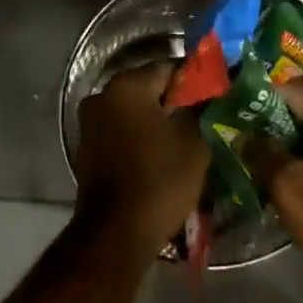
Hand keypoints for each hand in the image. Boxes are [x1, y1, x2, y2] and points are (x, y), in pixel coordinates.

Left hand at [76, 63, 208, 255]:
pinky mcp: (87, 148)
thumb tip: (207, 94)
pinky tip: (161, 156)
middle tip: (204, 120)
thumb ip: (200, 108)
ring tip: (185, 141)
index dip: (195, 82)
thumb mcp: (195, 141)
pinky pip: (121, 132)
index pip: (170, 68)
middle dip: (175, 102)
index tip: (215, 99)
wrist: (116, 234)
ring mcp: (90, 123)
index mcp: (127, 86)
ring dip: (157, 121)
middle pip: (149, 88)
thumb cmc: (160, 180)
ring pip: (134, 112)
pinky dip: (140, 138)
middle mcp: (102, 96)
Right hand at [246, 84, 302, 297]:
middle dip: (274, 121)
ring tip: (260, 155)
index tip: (235, 110)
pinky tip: (289, 174)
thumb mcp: (290, 188)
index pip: (295, 91)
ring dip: (291, 142)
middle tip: (243, 134)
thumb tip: (243, 136)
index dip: (261, 97)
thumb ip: (263, 154)